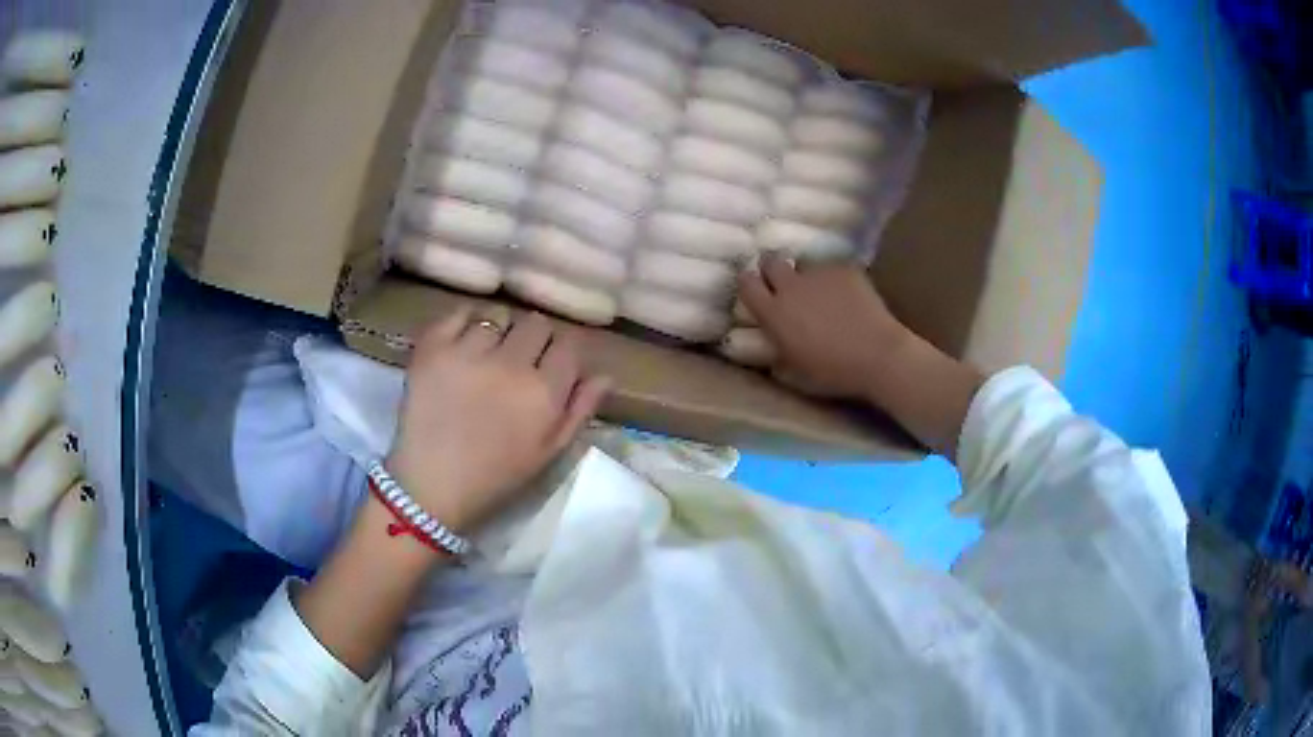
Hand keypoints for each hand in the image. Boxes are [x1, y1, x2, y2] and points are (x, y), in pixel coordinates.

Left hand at [386, 308, 609, 533]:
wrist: (432, 485)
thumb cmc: (496, 476)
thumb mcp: (550, 453)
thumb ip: (580, 411)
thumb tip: (604, 374)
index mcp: (544, 392)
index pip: (569, 346)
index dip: (562, 354)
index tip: (551, 365)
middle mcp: (511, 364)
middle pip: (536, 323)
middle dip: (534, 338)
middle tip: (519, 358)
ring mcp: (469, 352)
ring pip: (498, 316)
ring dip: (499, 331)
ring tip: (486, 352)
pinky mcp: (433, 348)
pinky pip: (459, 313)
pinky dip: (465, 321)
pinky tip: (463, 341)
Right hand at [739, 254, 982, 457]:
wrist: (878, 355)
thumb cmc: (834, 373)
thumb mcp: (795, 375)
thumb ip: (777, 358)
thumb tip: (771, 351)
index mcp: (774, 313)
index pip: (746, 284)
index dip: (749, 285)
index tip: (756, 292)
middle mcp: (791, 286)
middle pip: (772, 263)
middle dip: (774, 271)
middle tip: (785, 288)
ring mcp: (819, 274)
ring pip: (804, 265)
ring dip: (806, 276)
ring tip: (821, 293)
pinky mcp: (845, 269)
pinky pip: (831, 269)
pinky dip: (834, 280)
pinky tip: (847, 295)